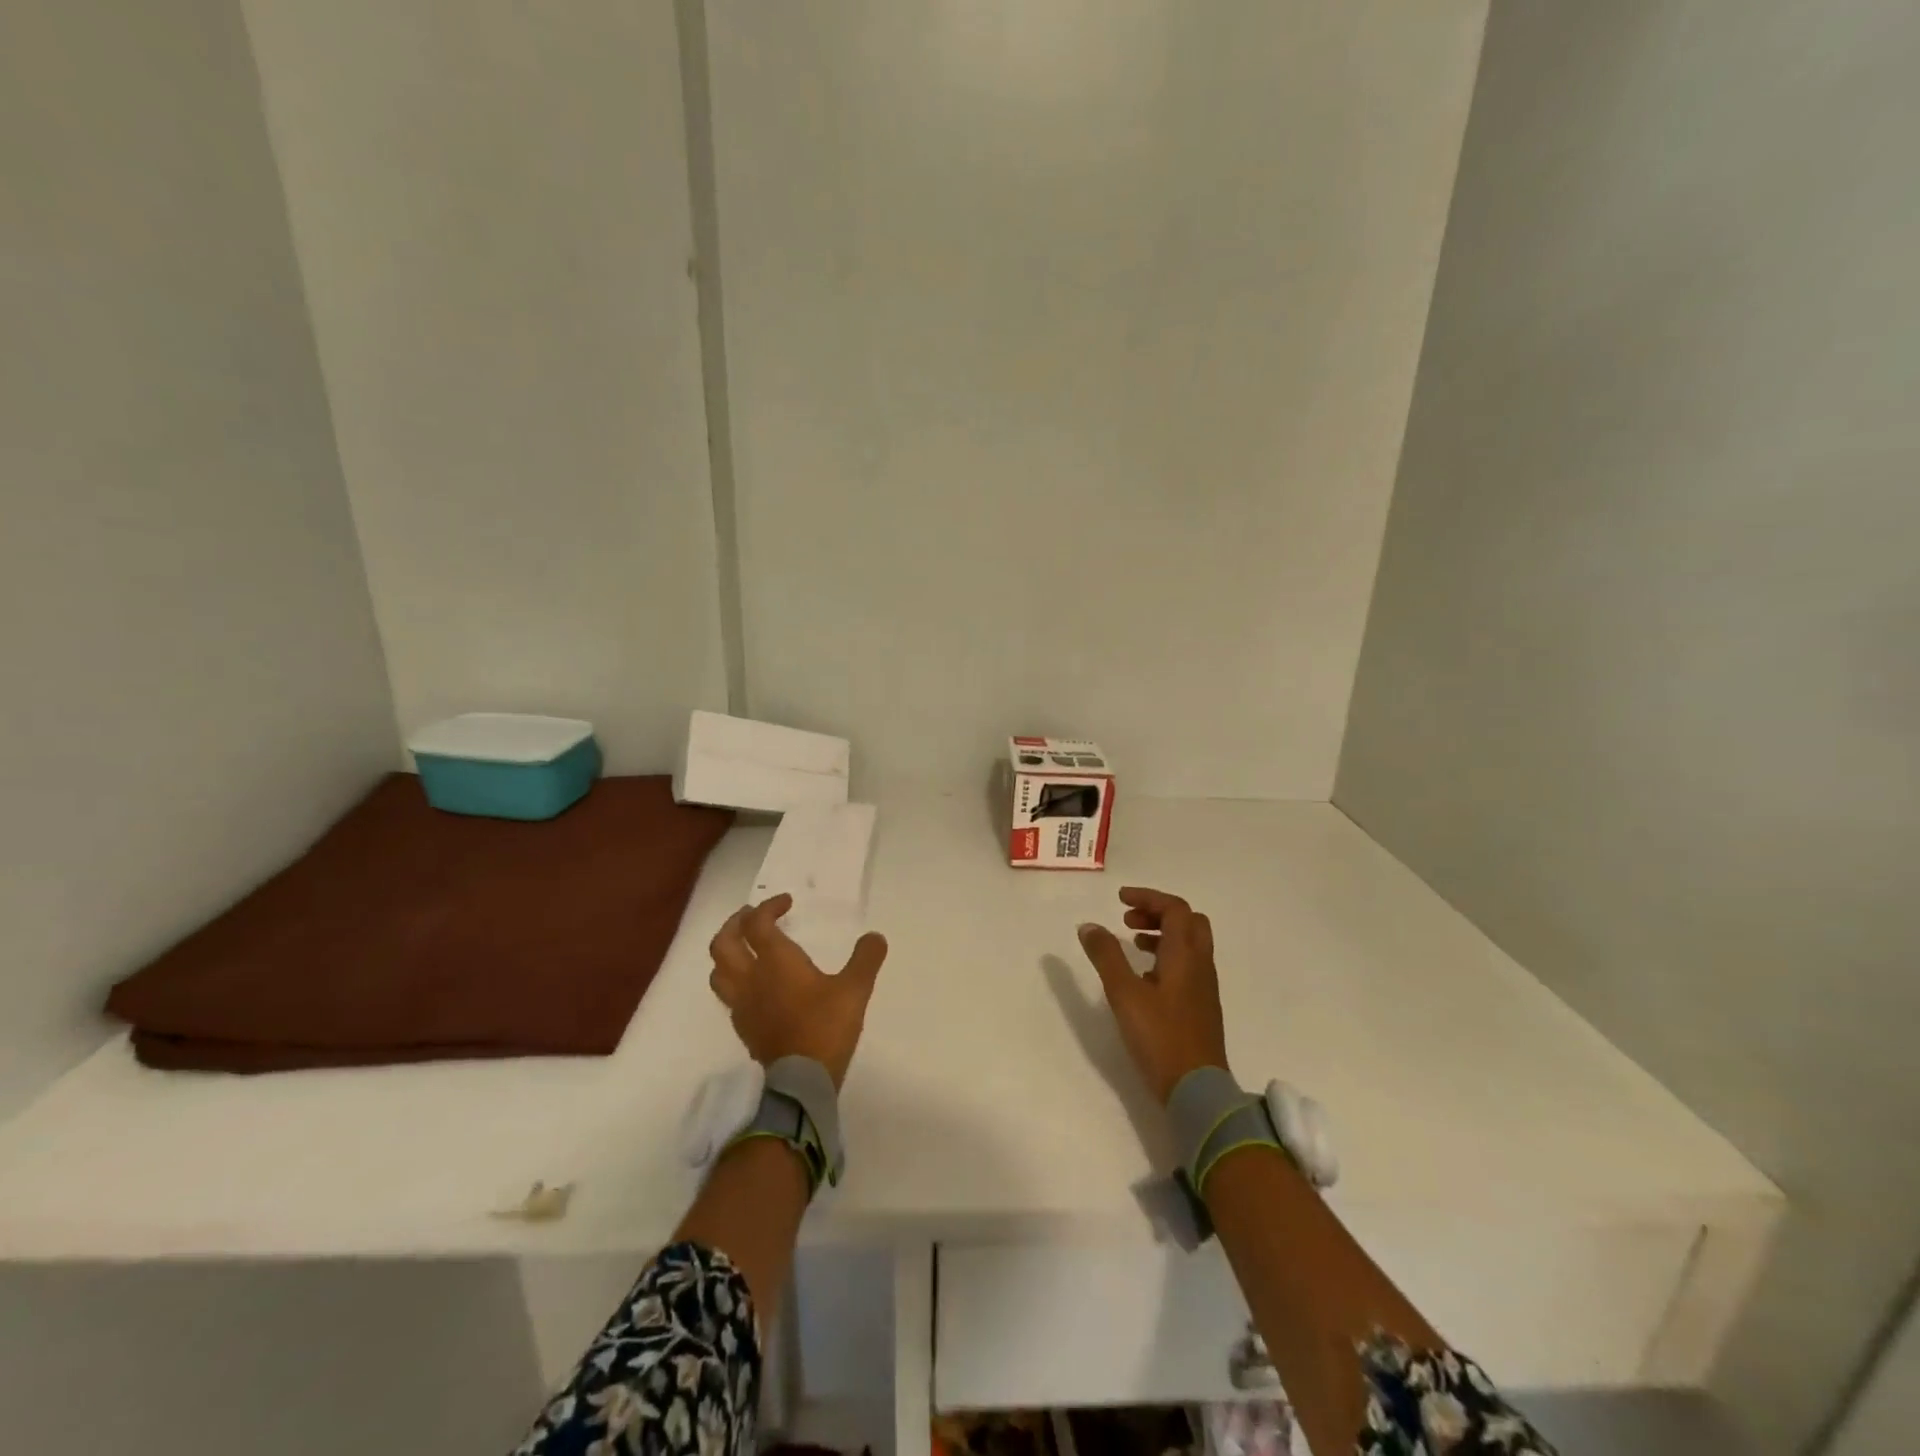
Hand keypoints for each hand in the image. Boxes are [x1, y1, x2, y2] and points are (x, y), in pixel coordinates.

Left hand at [708, 893, 888, 1089]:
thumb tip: (875, 937)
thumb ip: (865, 959)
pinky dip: (735, 980)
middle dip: (735, 924)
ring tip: (745, 948)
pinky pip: (728, 994)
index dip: (769, 907)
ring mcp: (742, 1004)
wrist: (801, 1080)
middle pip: (724, 943)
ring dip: (727, 952)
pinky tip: (753, 985)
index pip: (759, 923)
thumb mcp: (854, 989)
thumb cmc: (825, 1027)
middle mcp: (751, 977)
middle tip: (752, 917)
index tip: (787, 903)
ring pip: (718, 970)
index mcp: (775, 961)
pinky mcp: (743, 1027)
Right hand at [1077, 886, 1229, 1104]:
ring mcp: (1203, 987)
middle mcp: (1200, 964)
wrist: (1197, 1089)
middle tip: (1128, 921)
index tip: (1120, 900)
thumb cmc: (1160, 1036)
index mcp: (1185, 955)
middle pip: (1188, 921)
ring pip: (1189, 944)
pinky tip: (1143, 977)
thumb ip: (1106, 956)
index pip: (1175, 908)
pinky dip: (1166, 956)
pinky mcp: (1200, 1006)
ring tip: (1131, 944)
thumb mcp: (1124, 993)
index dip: (1148, 897)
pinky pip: (1187, 965)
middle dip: (1158, 912)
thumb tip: (1089, 926)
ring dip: (1162, 934)